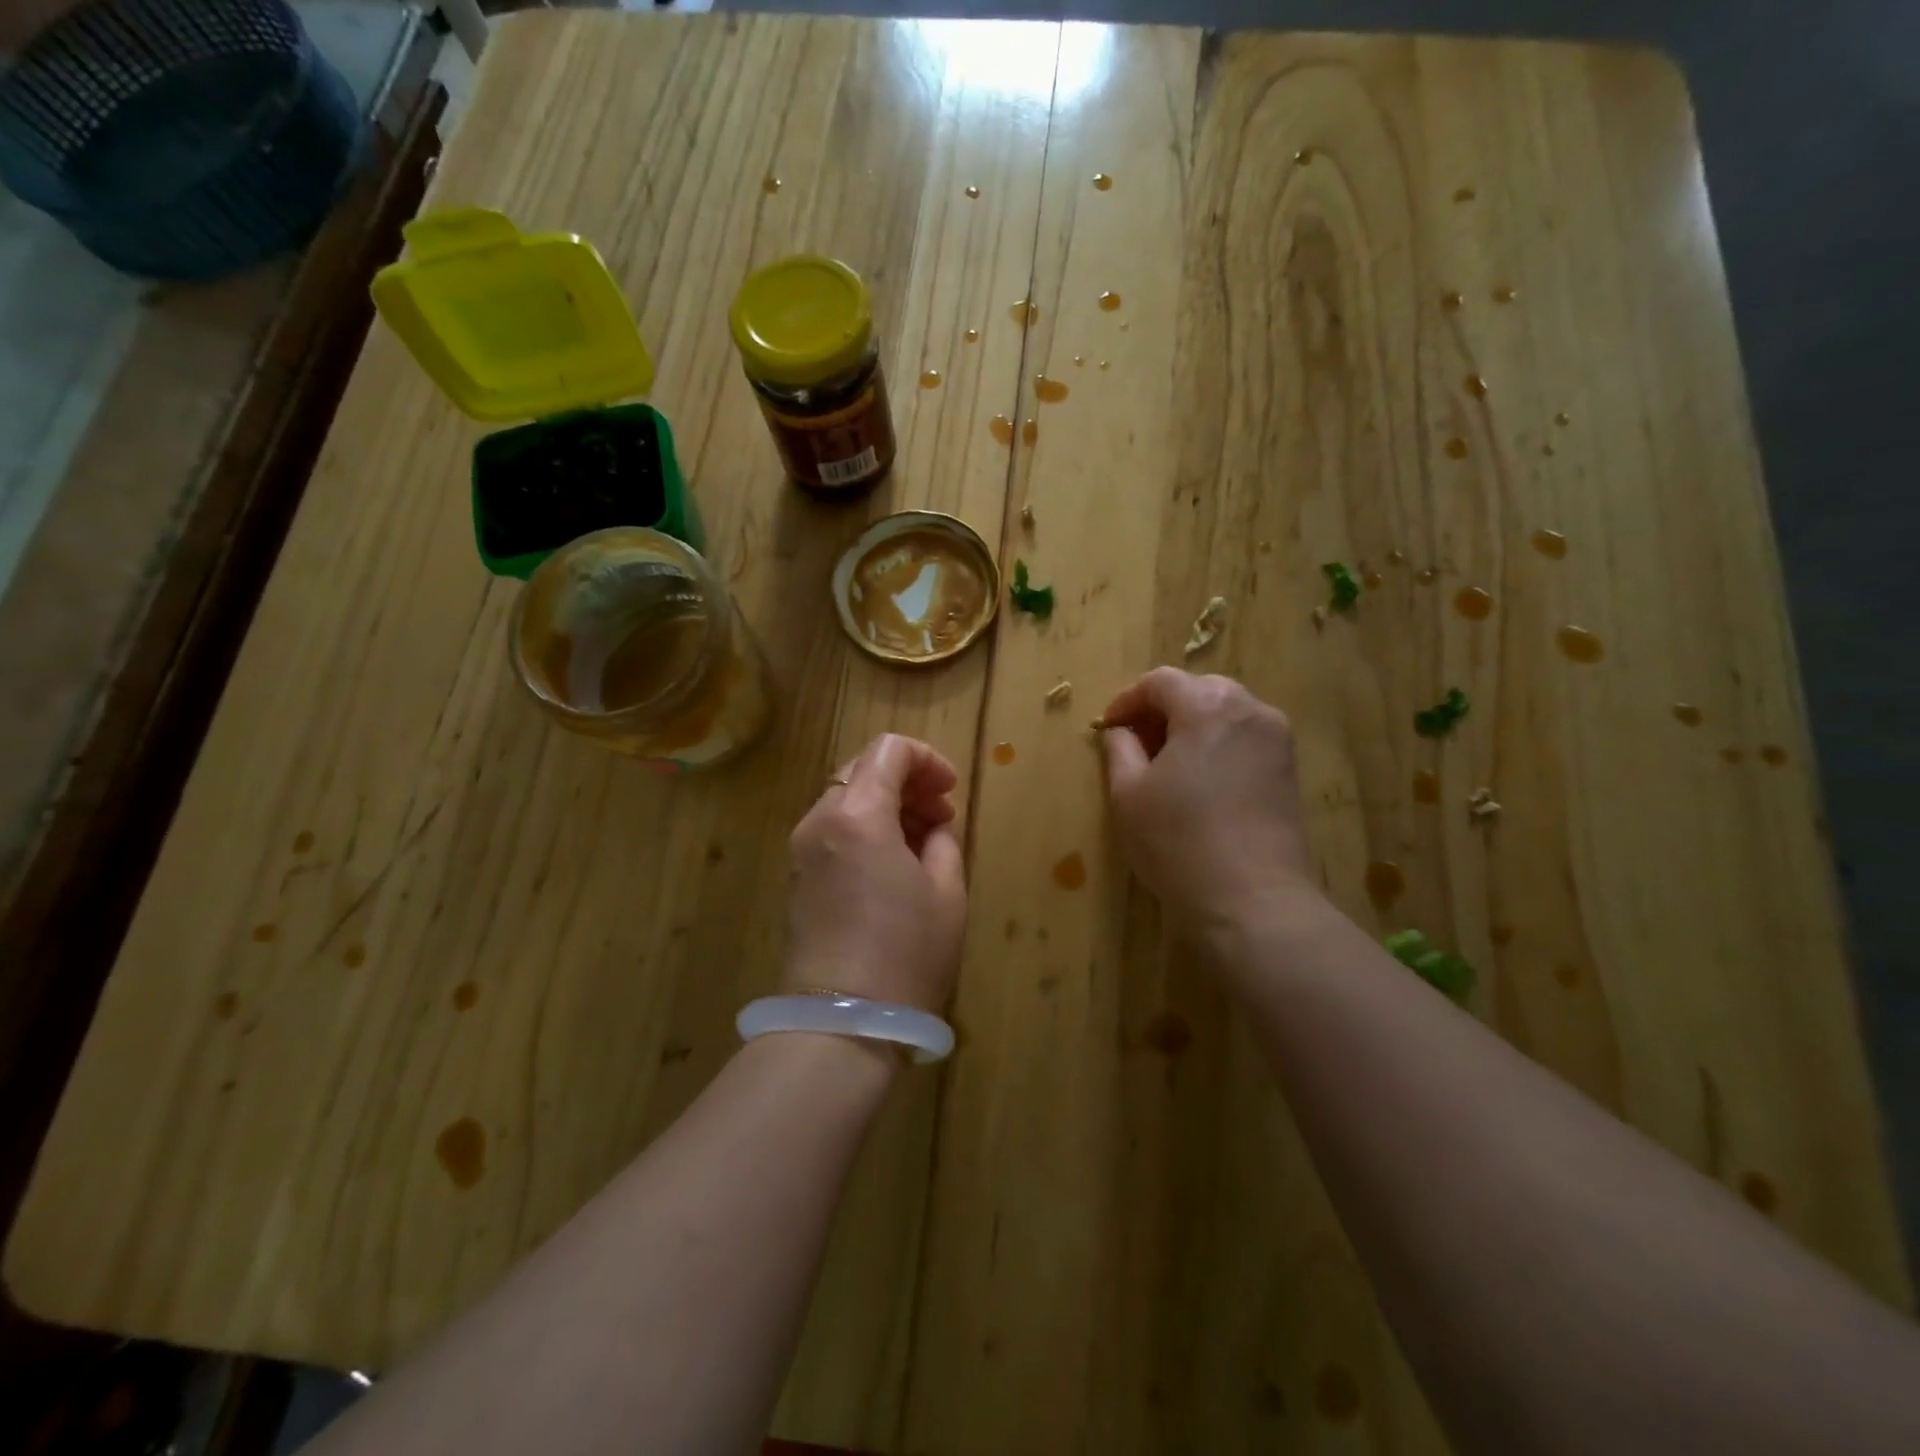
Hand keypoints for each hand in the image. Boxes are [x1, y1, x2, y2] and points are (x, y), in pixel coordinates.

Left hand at [782, 734, 967, 1011]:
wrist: (841, 1023)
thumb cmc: (907, 952)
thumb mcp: (947, 892)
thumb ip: (942, 840)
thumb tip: (930, 827)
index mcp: (857, 814)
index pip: (888, 750)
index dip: (926, 759)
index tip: (950, 791)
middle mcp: (819, 821)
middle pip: (862, 771)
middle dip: (906, 782)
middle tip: (941, 815)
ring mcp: (801, 851)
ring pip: (846, 801)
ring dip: (886, 806)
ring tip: (923, 842)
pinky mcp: (796, 879)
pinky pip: (833, 832)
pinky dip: (864, 830)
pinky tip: (891, 865)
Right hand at [1100, 669, 1315, 934]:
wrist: (1253, 901)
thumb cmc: (1178, 842)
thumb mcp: (1128, 794)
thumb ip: (1120, 750)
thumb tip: (1121, 732)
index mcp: (1208, 706)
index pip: (1160, 682)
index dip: (1127, 700)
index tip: (1109, 728)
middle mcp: (1250, 710)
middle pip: (1199, 691)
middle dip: (1163, 709)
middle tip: (1136, 743)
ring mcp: (1278, 740)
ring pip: (1226, 715)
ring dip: (1192, 727)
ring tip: (1167, 764)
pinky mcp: (1290, 771)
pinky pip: (1246, 740)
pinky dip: (1218, 746)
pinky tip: (1200, 783)